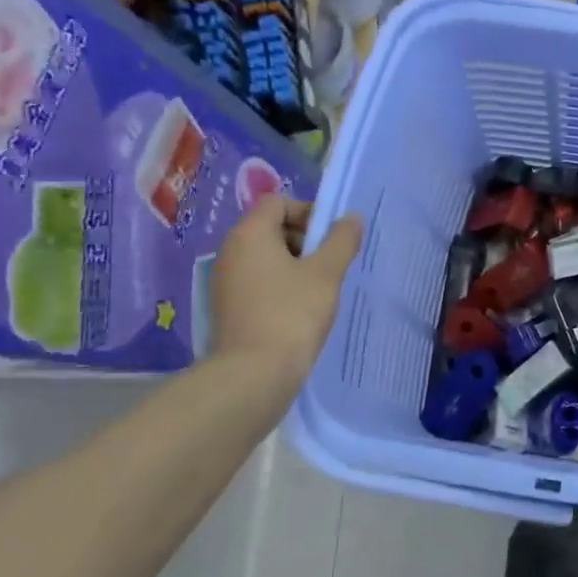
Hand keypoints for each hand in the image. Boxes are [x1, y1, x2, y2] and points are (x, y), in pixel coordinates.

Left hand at [210, 195, 362, 392]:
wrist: (254, 374)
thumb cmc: (292, 314)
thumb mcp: (326, 273)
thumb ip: (341, 240)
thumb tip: (351, 217)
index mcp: (250, 235)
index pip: (278, 202)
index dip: (309, 212)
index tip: (331, 240)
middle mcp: (231, 251)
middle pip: (272, 227)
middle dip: (305, 240)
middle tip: (329, 266)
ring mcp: (226, 280)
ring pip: (267, 257)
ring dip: (296, 265)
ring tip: (319, 290)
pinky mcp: (229, 306)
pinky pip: (260, 281)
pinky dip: (282, 286)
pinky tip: (301, 310)